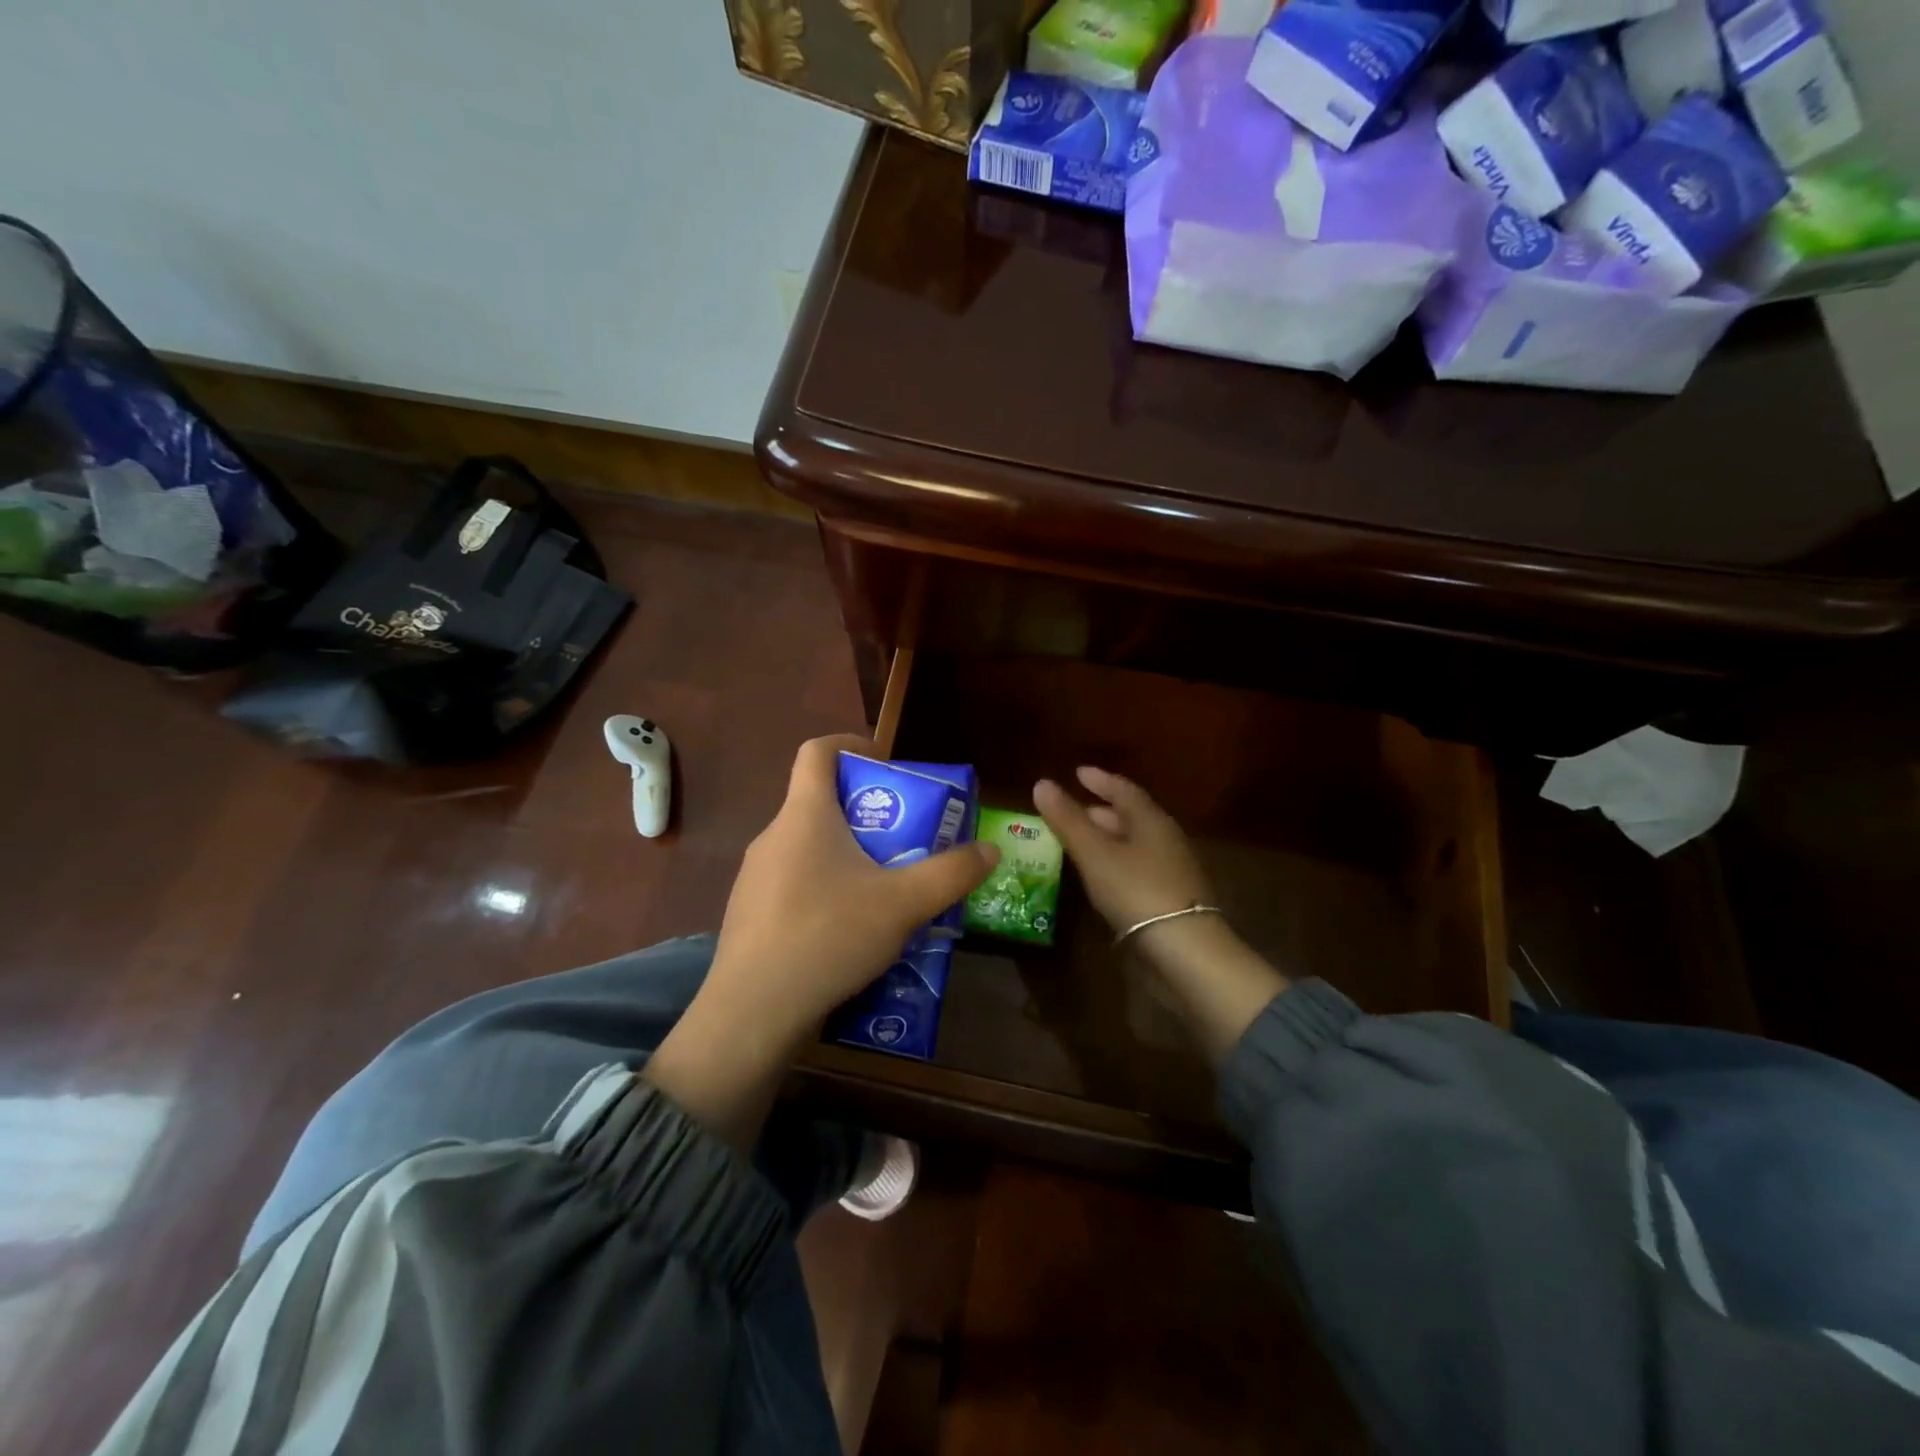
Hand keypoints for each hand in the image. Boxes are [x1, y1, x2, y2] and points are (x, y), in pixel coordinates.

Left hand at [647, 735, 996, 1151]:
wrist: (752, 1013)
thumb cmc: (828, 935)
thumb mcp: (903, 904)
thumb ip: (951, 873)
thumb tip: (989, 849)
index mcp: (804, 816)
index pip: (818, 751)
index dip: (852, 743)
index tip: (886, 760)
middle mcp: (773, 836)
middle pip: (820, 802)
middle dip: (867, 812)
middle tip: (906, 838)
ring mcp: (755, 878)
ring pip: (809, 848)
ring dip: (848, 856)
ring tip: (886, 890)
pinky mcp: (750, 915)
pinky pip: (795, 885)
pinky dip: (826, 890)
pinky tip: (851, 932)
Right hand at [1033, 766, 1213, 934]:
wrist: (1185, 950)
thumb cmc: (1136, 890)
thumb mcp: (1095, 853)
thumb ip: (1068, 820)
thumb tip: (1042, 783)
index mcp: (1151, 820)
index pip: (1124, 790)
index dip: (1100, 780)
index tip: (1078, 773)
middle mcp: (1166, 839)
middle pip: (1130, 817)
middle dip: (1100, 812)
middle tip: (1072, 812)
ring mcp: (1172, 871)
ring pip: (1134, 845)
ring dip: (1107, 840)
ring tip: (1078, 844)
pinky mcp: (1171, 900)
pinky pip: (1137, 869)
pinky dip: (1115, 864)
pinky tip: (1100, 878)